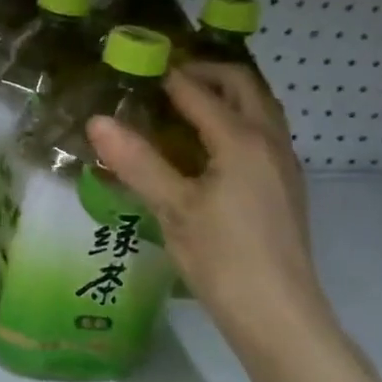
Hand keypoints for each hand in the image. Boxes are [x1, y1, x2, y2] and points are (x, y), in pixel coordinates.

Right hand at [87, 64, 331, 357]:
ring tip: (182, 103)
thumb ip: (136, 161)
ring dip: (225, 94)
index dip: (166, 76)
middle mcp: (270, 143)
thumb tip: (97, 120)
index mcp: (242, 142)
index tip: (135, 66)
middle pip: (244, 86)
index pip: (200, 93)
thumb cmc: (223, 258)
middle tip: (164, 77)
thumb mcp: (172, 208)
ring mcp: (284, 165)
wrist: (278, 314)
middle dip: (206, 72)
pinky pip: (262, 132)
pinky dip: (235, 119)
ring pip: (259, 109)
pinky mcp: (285, 186)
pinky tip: (206, 145)